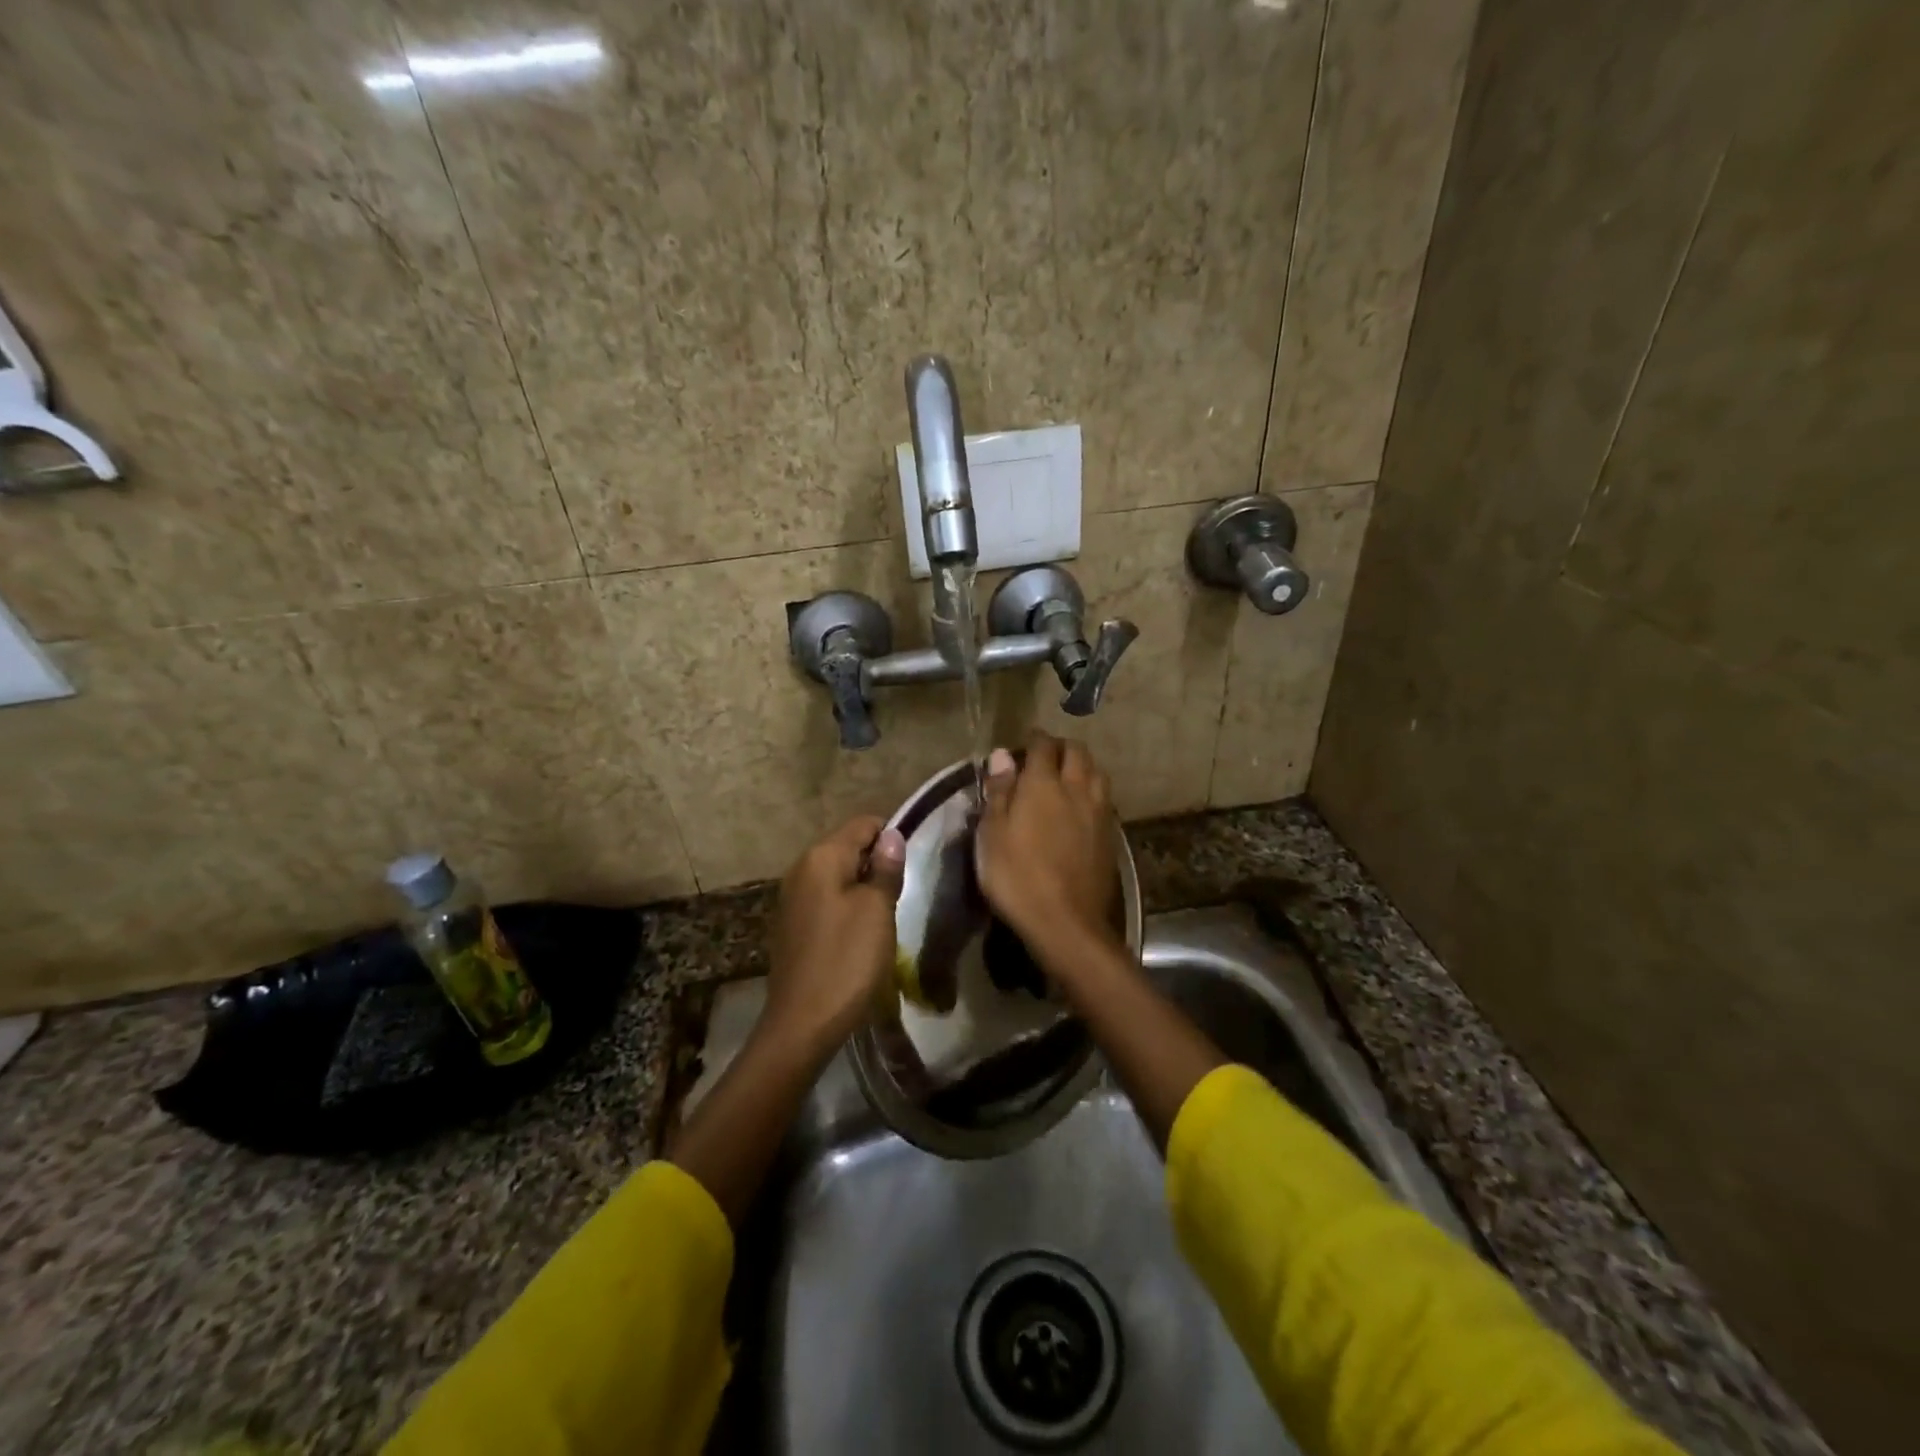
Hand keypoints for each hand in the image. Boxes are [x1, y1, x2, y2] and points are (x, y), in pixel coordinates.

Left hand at [764, 815, 907, 1059]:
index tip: (910, 867)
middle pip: (848, 847)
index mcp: (822, 856)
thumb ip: (885, 869)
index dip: (891, 838)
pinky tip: (858, 934)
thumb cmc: (847, 960)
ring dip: (862, 887)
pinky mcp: (792, 923)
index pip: (864, 824)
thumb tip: (891, 835)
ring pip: (838, 875)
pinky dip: (845, 906)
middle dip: (876, 863)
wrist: (802, 1023)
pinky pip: (826, 898)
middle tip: (900, 895)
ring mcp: (792, 897)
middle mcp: (801, 868)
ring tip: (883, 917)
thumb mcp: (877, 911)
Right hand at [975, 732, 1120, 964]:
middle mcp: (1076, 789)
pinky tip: (1083, 806)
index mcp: (1043, 784)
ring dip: (1082, 766)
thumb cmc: (1017, 877)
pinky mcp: (1111, 836)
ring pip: (1097, 772)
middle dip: (1061, 747)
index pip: (1043, 746)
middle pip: (1077, 752)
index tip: (1024, 743)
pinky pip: (1104, 799)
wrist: (1066, 922)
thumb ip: (999, 791)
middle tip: (1045, 756)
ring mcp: (1099, 812)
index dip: (1033, 739)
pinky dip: (1093, 791)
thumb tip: (1002, 755)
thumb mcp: (992, 834)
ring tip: (1067, 777)